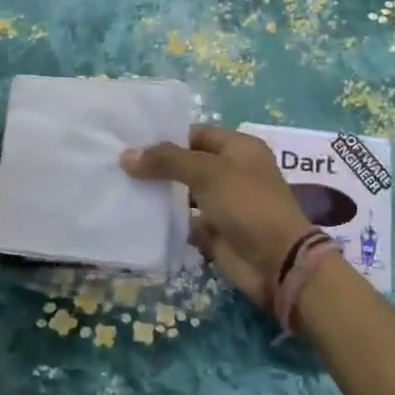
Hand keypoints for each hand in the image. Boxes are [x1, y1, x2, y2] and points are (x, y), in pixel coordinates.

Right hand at [121, 125, 312, 306]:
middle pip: (189, 163)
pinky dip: (166, 220)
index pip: (196, 134)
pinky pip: (185, 221)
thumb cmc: (246, 203)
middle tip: (119, 166)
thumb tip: (126, 156)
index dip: (167, 137)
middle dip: (158, 166)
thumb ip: (167, 161)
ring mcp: (224, 203)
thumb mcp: (207, 173)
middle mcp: (232, 172)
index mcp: (239, 148)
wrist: (275, 261)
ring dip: (160, 194)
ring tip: (121, 188)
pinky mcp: (215, 232)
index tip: (132, 142)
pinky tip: (137, 217)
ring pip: (184, 193)